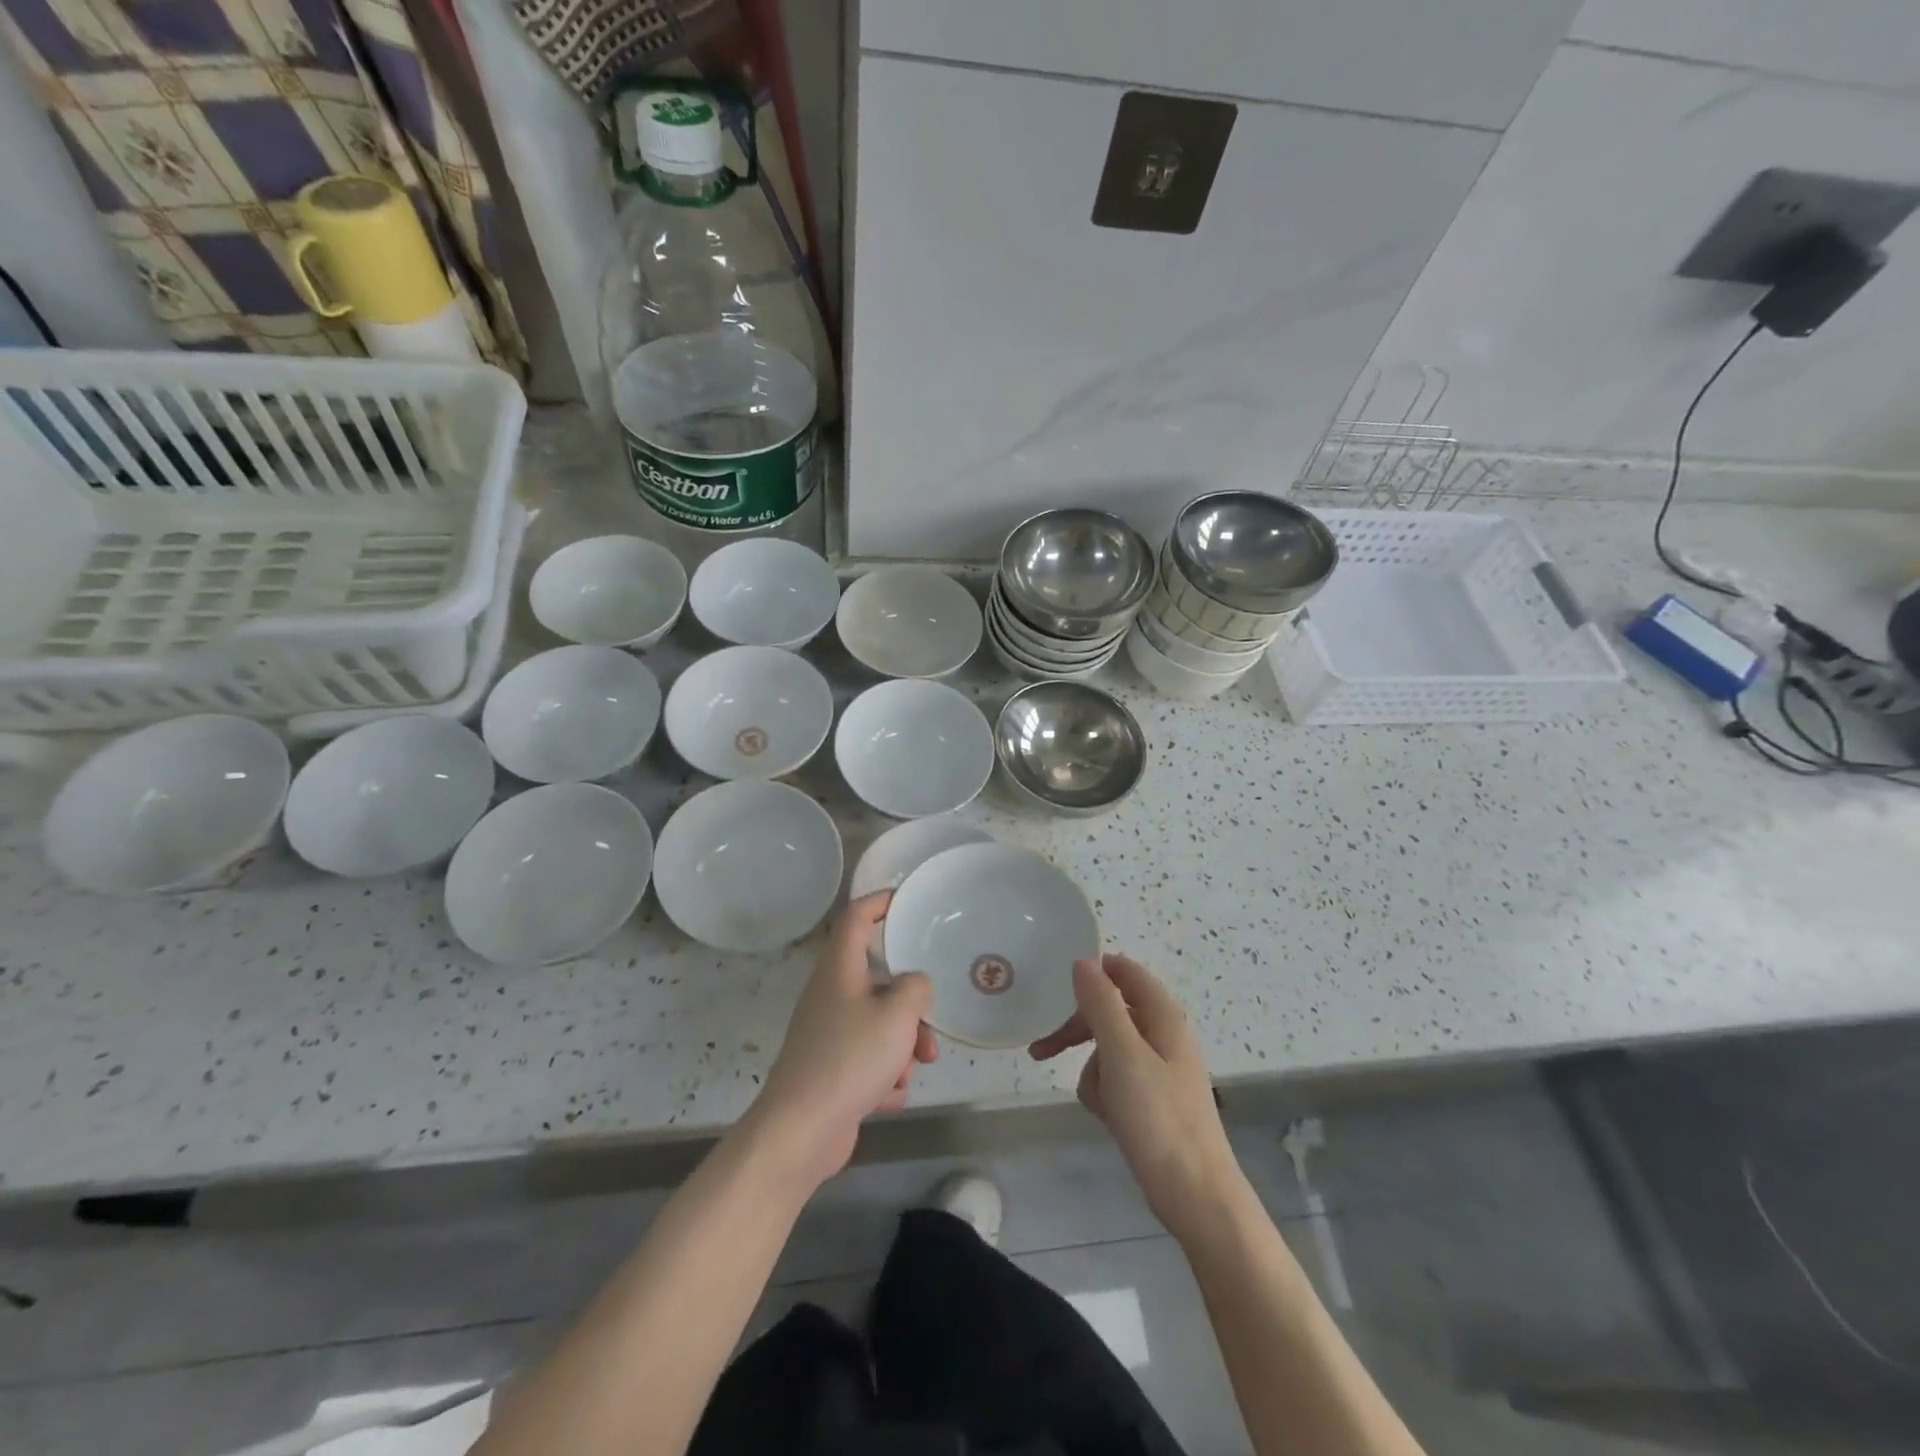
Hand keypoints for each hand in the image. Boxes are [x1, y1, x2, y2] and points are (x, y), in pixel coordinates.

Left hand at [744, 892, 936, 1189]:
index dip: (880, 901)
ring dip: (903, 1044)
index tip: (907, 899)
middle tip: (929, 1023)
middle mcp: (831, 994)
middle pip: (878, 980)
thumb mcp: (898, 1015)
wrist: (801, 1130)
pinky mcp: (830, 1069)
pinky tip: (887, 1096)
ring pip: (878, 1023)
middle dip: (911, 1004)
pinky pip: (869, 1058)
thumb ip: (916, 988)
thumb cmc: (850, 1059)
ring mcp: (828, 1033)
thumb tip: (914, 985)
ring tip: (912, 1070)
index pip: (857, 917)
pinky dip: (884, 1074)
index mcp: (840, 970)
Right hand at [1031, 954, 1243, 1242]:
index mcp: (1163, 1016)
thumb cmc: (1158, 1119)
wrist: (1195, 1196)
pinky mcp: (1152, 1099)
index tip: (1056, 984)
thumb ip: (1101, 1004)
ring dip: (1093, 1068)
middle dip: (1078, 1028)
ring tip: (1097, 1100)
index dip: (1093, 971)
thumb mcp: (1122, 1054)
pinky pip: (1116, 1079)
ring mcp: (1158, 1069)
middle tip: (1043, 1048)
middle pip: (1111, 1011)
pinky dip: (1105, 1092)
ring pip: (1108, 1048)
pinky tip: (1107, 1116)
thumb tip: (1083, 961)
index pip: (1125, 971)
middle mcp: (1163, 1035)